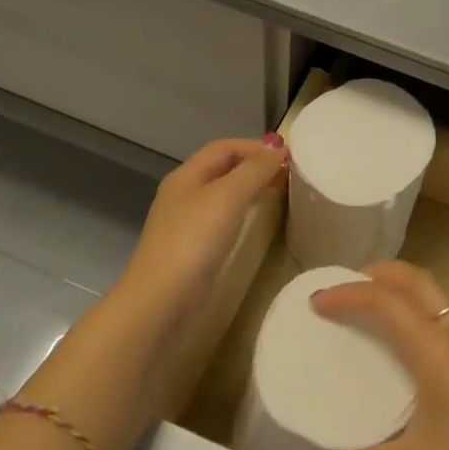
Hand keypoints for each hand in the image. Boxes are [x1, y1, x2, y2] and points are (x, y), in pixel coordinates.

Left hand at [117, 136, 287, 320]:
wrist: (160, 303)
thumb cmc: (194, 241)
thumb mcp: (228, 196)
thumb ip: (254, 170)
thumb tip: (277, 147)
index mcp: (186, 176)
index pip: (224, 147)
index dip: (255, 146)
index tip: (287, 156)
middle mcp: (183, 194)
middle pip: (223, 168)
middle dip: (255, 166)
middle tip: (288, 175)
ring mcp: (186, 224)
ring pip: (223, 195)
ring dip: (250, 189)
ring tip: (279, 195)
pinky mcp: (192, 250)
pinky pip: (222, 220)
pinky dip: (243, 213)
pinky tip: (256, 224)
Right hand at [310, 262, 448, 449]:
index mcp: (436, 348)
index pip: (386, 301)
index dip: (348, 294)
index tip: (316, 301)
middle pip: (416, 280)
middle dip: (380, 273)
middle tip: (345, 286)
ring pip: (435, 296)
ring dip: (403, 290)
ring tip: (371, 308)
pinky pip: (446, 317)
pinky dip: (419, 311)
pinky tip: (408, 344)